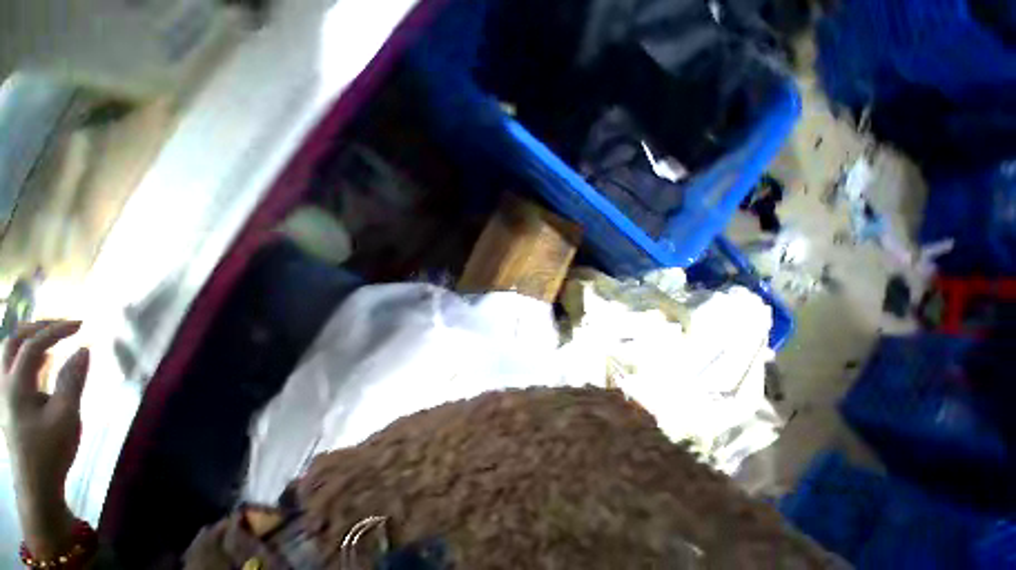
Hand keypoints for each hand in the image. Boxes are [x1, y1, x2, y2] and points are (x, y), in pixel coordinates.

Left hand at [1, 321, 89, 557]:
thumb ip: (73, 380)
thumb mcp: (67, 415)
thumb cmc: (52, 449)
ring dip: (33, 338)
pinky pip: (16, 367)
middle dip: (38, 327)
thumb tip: (83, 349)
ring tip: (57, 335)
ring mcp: (5, 394)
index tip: (82, 325)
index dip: (56, 331)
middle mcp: (4, 384)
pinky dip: (32, 354)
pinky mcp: (12, 402)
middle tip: (66, 325)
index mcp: (15, 387)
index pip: (33, 346)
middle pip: (13, 342)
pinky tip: (48, 359)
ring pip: (11, 353)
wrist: (37, 483)